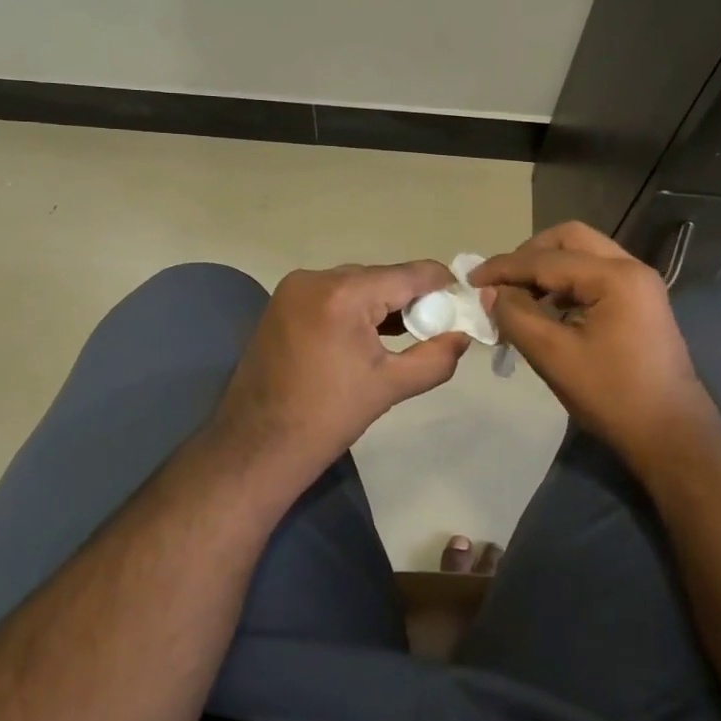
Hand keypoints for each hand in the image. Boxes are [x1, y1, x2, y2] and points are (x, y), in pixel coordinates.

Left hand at [214, 261, 470, 480]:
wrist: (256, 445)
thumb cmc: (327, 418)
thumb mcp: (390, 387)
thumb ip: (435, 358)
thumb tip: (462, 336)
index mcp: (344, 294)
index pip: (409, 274)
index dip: (442, 285)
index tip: (463, 302)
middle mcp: (316, 278)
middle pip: (382, 277)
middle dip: (411, 298)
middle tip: (436, 325)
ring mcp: (294, 288)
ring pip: (356, 284)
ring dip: (382, 303)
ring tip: (407, 332)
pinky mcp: (282, 302)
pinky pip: (332, 293)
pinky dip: (354, 307)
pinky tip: (369, 333)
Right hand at [471, 222, 720, 462]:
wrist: (672, 437)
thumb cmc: (612, 396)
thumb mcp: (554, 356)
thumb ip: (516, 316)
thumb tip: (491, 293)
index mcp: (615, 277)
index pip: (546, 259)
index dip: (504, 267)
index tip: (471, 279)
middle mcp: (631, 268)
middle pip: (569, 240)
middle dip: (529, 255)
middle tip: (501, 282)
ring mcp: (639, 284)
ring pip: (583, 255)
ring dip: (547, 270)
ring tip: (518, 298)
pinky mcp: (639, 303)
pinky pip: (595, 277)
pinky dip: (566, 285)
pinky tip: (546, 311)